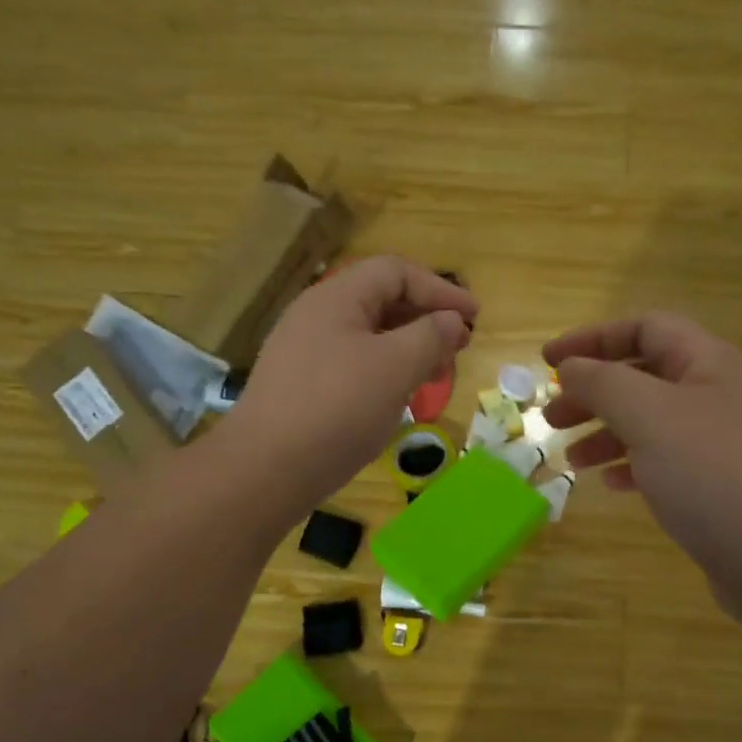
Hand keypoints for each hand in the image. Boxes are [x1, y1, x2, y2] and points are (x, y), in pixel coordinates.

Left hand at [221, 256, 476, 513]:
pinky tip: (400, 396)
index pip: (397, 273)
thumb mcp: (395, 367)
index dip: (440, 290)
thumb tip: (452, 321)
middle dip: (427, 320)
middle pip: (382, 301)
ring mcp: (306, 352)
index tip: (475, 318)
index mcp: (337, 298)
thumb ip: (431, 336)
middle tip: (460, 347)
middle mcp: (317, 316)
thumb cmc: (338, 409)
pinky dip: (386, 371)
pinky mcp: (304, 386)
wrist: (267, 469)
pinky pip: (354, 364)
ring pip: (370, 336)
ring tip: (437, 374)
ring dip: (410, 348)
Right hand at [543, 314, 741, 617]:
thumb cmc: (712, 472)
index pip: (645, 328)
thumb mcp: (649, 415)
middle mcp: (720, 395)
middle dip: (594, 392)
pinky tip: (614, 486)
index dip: (592, 338)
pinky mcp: (723, 487)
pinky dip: (635, 467)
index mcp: (709, 363)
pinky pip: (669, 463)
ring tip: (572, 459)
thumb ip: (603, 383)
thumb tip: (572, 367)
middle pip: (645, 377)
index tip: (547, 362)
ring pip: (654, 424)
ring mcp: (725, 444)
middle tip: (552, 418)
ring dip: (608, 434)